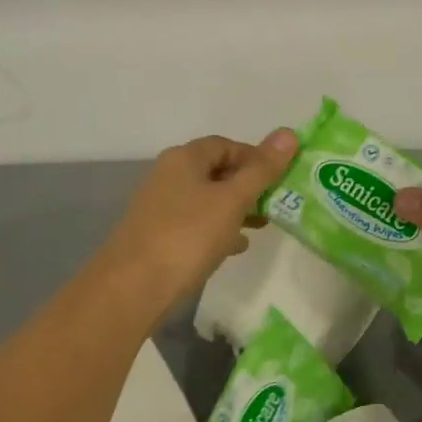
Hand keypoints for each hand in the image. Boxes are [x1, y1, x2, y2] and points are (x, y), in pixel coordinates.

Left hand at [102, 129, 299, 306]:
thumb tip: (289, 133)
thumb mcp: (232, 200)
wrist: (132, 289)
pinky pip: (196, 224)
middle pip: (217, 171)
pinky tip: (236, 246)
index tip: (280, 179)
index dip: (256, 158)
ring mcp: (161, 206)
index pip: (227, 144)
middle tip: (277, 204)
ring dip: (237, 209)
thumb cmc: (187, 236)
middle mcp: (169, 175)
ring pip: (208, 199)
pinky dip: (218, 229)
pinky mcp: (159, 235)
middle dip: (249, 186)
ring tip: (263, 226)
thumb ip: (262, 169)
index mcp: (184, 158)